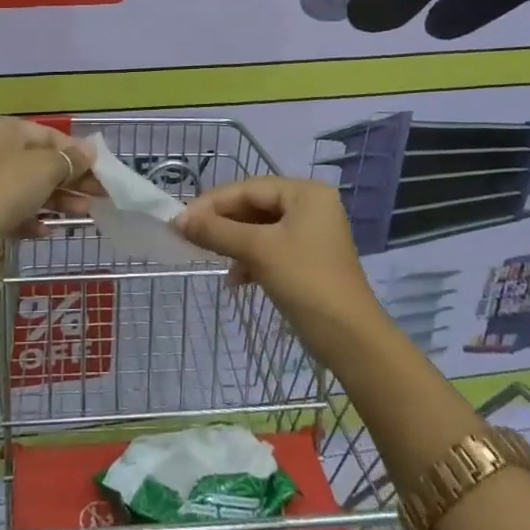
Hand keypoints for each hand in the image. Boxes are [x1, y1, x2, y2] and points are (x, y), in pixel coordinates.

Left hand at [0, 117, 97, 238]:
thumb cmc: (9, 184)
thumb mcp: (47, 167)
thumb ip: (71, 160)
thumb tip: (90, 152)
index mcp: (4, 129)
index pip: (49, 135)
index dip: (76, 152)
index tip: (100, 169)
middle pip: (41, 163)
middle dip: (72, 179)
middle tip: (100, 194)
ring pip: (31, 188)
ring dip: (59, 200)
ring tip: (84, 213)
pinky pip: (16, 211)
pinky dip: (34, 218)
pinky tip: (49, 229)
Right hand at [173, 177, 382, 348]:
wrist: (352, 341)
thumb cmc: (306, 283)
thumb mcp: (258, 252)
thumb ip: (216, 231)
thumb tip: (177, 220)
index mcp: (305, 192)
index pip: (248, 188)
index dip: (212, 203)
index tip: (181, 219)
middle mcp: (311, 205)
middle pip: (254, 206)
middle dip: (222, 222)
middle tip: (189, 236)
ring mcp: (312, 233)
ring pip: (260, 228)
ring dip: (234, 242)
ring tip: (209, 256)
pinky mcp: (309, 259)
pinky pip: (271, 248)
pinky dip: (250, 259)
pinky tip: (234, 278)